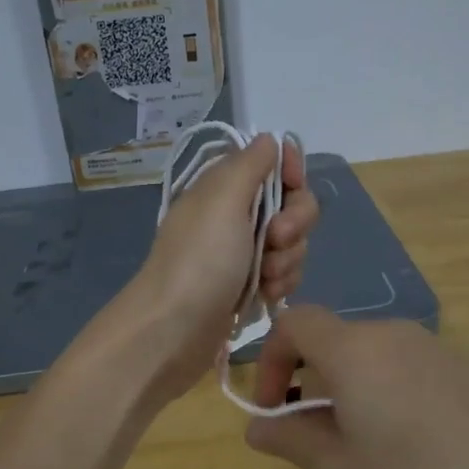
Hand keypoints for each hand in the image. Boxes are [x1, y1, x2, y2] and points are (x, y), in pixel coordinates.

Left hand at [122, 134, 319, 400]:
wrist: (174, 329)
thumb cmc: (200, 259)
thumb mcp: (223, 198)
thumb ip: (250, 164)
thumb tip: (269, 139)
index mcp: (225, 187)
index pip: (274, 163)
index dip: (291, 172)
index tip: (293, 187)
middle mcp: (234, 215)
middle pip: (292, 205)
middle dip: (294, 225)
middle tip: (273, 241)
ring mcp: (242, 253)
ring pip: (292, 244)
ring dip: (287, 261)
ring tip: (264, 280)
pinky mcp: (249, 286)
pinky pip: (284, 275)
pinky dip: (280, 285)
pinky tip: (264, 297)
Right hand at [244, 306, 468, 468]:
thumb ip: (291, 441)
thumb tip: (256, 426)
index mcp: (353, 350)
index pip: (294, 322)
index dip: (269, 358)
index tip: (273, 407)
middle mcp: (391, 333)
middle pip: (333, 340)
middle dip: (310, 380)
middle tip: (317, 437)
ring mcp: (433, 346)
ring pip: (371, 356)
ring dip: (350, 389)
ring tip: (365, 447)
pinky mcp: (465, 365)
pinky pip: (407, 367)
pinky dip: (388, 391)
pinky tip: (414, 444)